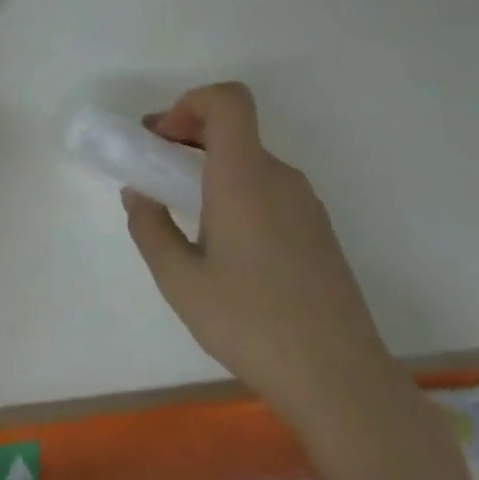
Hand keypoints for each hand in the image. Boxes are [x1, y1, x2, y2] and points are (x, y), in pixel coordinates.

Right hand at [122, 83, 400, 430]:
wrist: (339, 379)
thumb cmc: (249, 322)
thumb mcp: (179, 279)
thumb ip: (150, 226)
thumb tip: (139, 193)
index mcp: (245, 177)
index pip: (228, 100)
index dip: (190, 103)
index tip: (162, 139)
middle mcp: (280, 178)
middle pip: (235, 128)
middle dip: (188, 135)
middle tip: (154, 169)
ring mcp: (306, 204)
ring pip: (251, 160)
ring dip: (210, 166)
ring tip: (183, 211)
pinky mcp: (318, 231)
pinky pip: (269, 188)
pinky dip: (236, 190)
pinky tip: (223, 242)